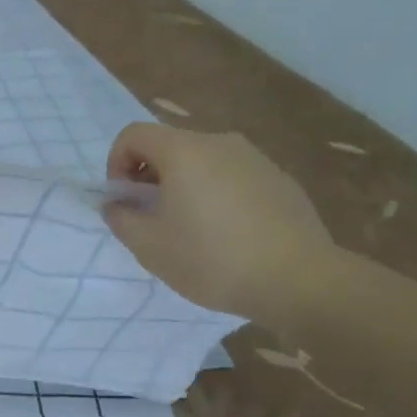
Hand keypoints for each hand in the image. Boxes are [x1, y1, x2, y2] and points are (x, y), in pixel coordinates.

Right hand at [103, 124, 334, 322]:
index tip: (125, 200)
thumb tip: (117, 205)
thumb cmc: (213, 259)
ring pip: (203, 162)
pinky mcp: (280, 179)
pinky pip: (234, 177)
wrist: (300, 281)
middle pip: (169, 146)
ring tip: (192, 229)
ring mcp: (255, 159)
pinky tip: (230, 235)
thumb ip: (121, 219)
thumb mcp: (149, 246)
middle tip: (154, 218)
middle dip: (150, 177)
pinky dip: (219, 195)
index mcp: (182, 151)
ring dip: (185, 186)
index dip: (116, 163)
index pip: (133, 134)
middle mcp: (219, 142)